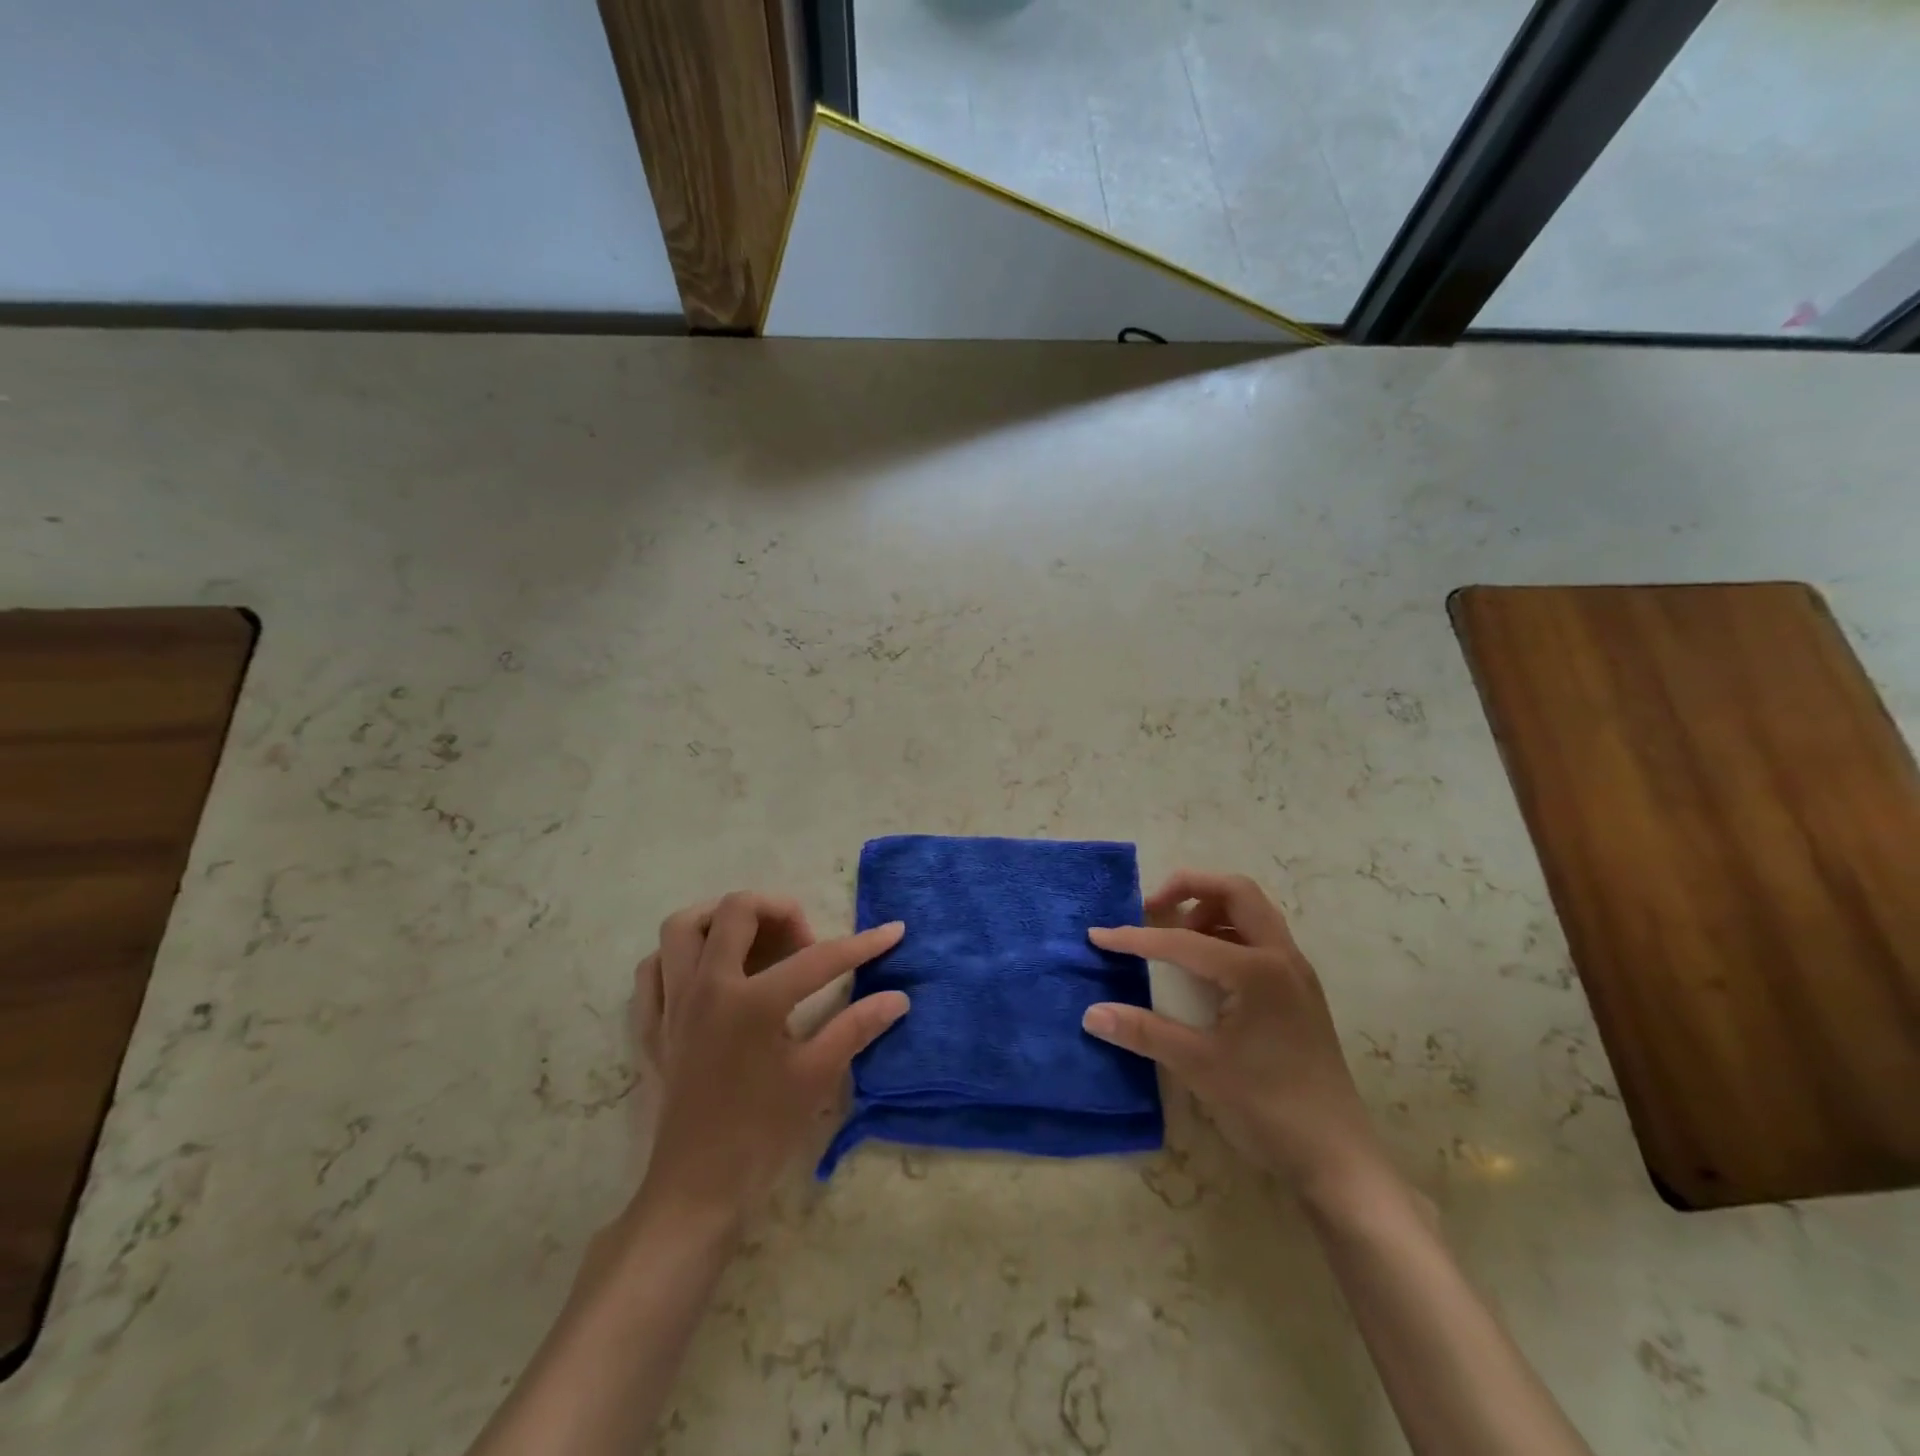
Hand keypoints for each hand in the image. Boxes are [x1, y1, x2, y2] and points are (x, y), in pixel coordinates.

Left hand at [631, 893, 909, 1228]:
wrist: (695, 1190)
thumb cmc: (761, 1133)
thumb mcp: (816, 1078)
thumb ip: (856, 1027)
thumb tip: (898, 997)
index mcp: (753, 1002)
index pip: (818, 958)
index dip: (862, 943)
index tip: (893, 931)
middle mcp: (707, 987)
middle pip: (736, 910)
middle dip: (779, 911)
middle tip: (803, 942)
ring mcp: (671, 1003)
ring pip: (682, 927)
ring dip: (719, 920)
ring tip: (751, 941)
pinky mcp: (650, 1025)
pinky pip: (653, 969)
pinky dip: (679, 958)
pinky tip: (705, 974)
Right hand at [1083, 871, 1386, 1200]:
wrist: (1337, 1158)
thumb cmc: (1268, 1107)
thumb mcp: (1199, 1067)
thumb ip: (1143, 1032)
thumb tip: (1091, 1013)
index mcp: (1257, 970)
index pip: (1184, 940)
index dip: (1136, 938)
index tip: (1099, 936)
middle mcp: (1282, 957)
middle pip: (1236, 891)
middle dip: (1188, 889)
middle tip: (1152, 910)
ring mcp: (1295, 973)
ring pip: (1252, 912)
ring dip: (1210, 910)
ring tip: (1176, 939)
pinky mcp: (1298, 991)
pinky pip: (1260, 939)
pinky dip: (1227, 934)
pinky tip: (1204, 970)